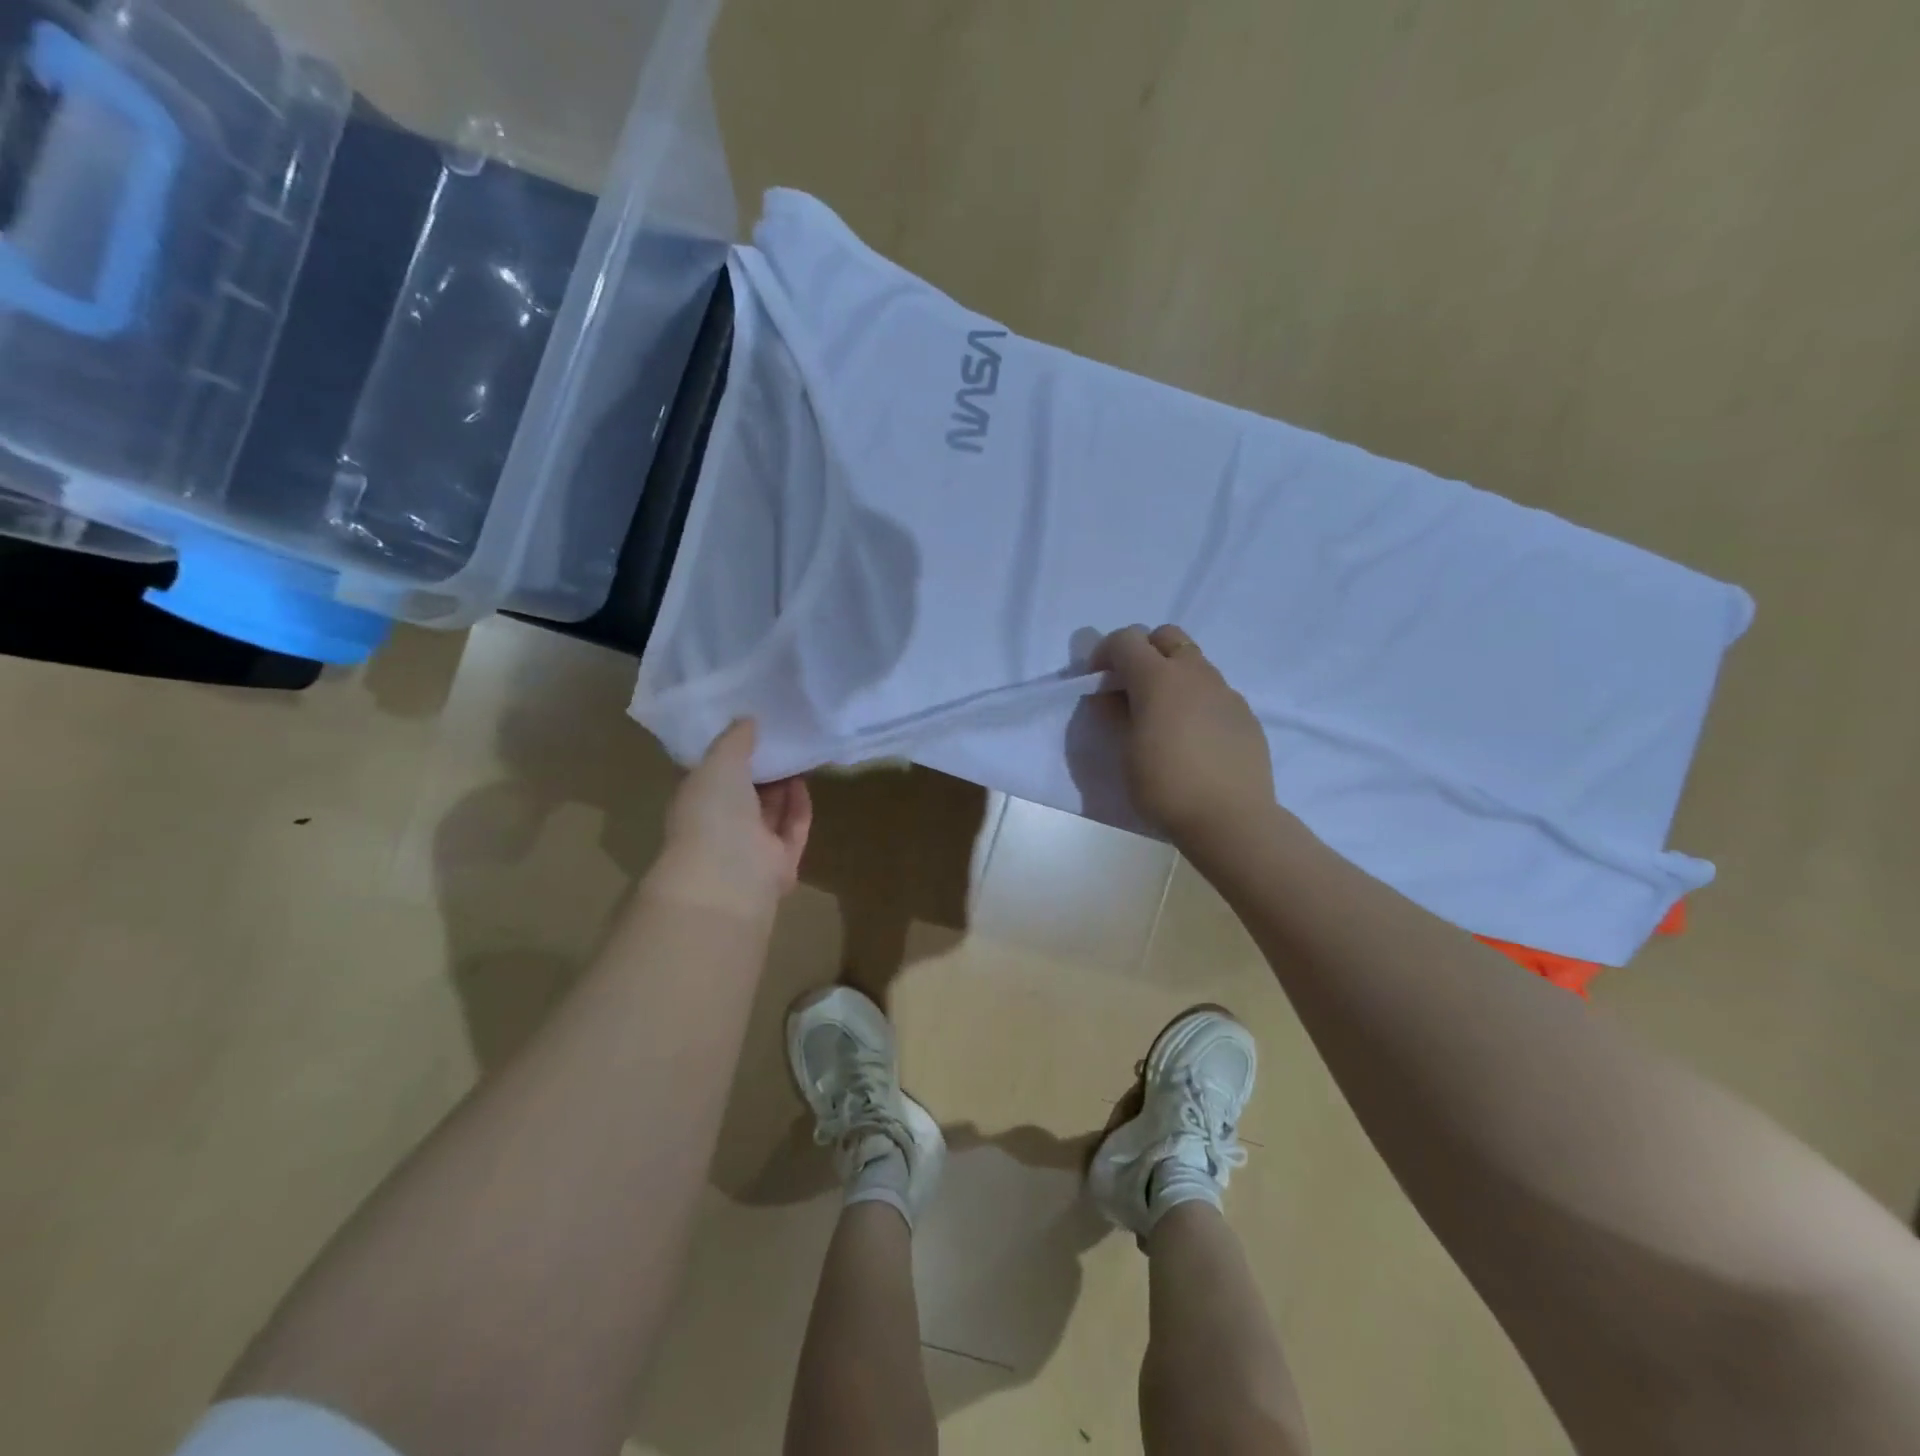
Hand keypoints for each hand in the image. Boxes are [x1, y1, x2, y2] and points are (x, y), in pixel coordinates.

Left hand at [646, 720, 812, 918]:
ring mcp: (751, 848)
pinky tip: (805, 781)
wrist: (729, 878)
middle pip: (745, 794)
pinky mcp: (780, 863)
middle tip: (782, 737)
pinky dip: (798, 807)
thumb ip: (734, 740)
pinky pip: (792, 829)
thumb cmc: (712, 814)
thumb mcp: (718, 763)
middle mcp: (720, 825)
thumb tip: (747, 719)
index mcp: (696, 802)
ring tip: (798, 754)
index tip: (751, 727)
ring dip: (783, 785)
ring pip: (770, 812)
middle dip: (762, 768)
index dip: (730, 752)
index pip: (712, 774)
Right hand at [1096, 625, 1275, 847]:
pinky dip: (1196, 700)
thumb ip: (1116, 715)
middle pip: (1166, 636)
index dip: (1105, 652)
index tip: (1097, 681)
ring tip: (1163, 716)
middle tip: (1131, 688)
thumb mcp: (1125, 752)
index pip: (1126, 639)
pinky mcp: (1245, 714)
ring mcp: (1225, 692)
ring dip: (1172, 676)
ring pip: (1194, 663)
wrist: (1231, 819)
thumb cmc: (1165, 786)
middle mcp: (1195, 674)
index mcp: (1158, 678)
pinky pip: (1215, 692)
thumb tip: (1111, 696)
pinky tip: (1193, 738)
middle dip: (1143, 651)